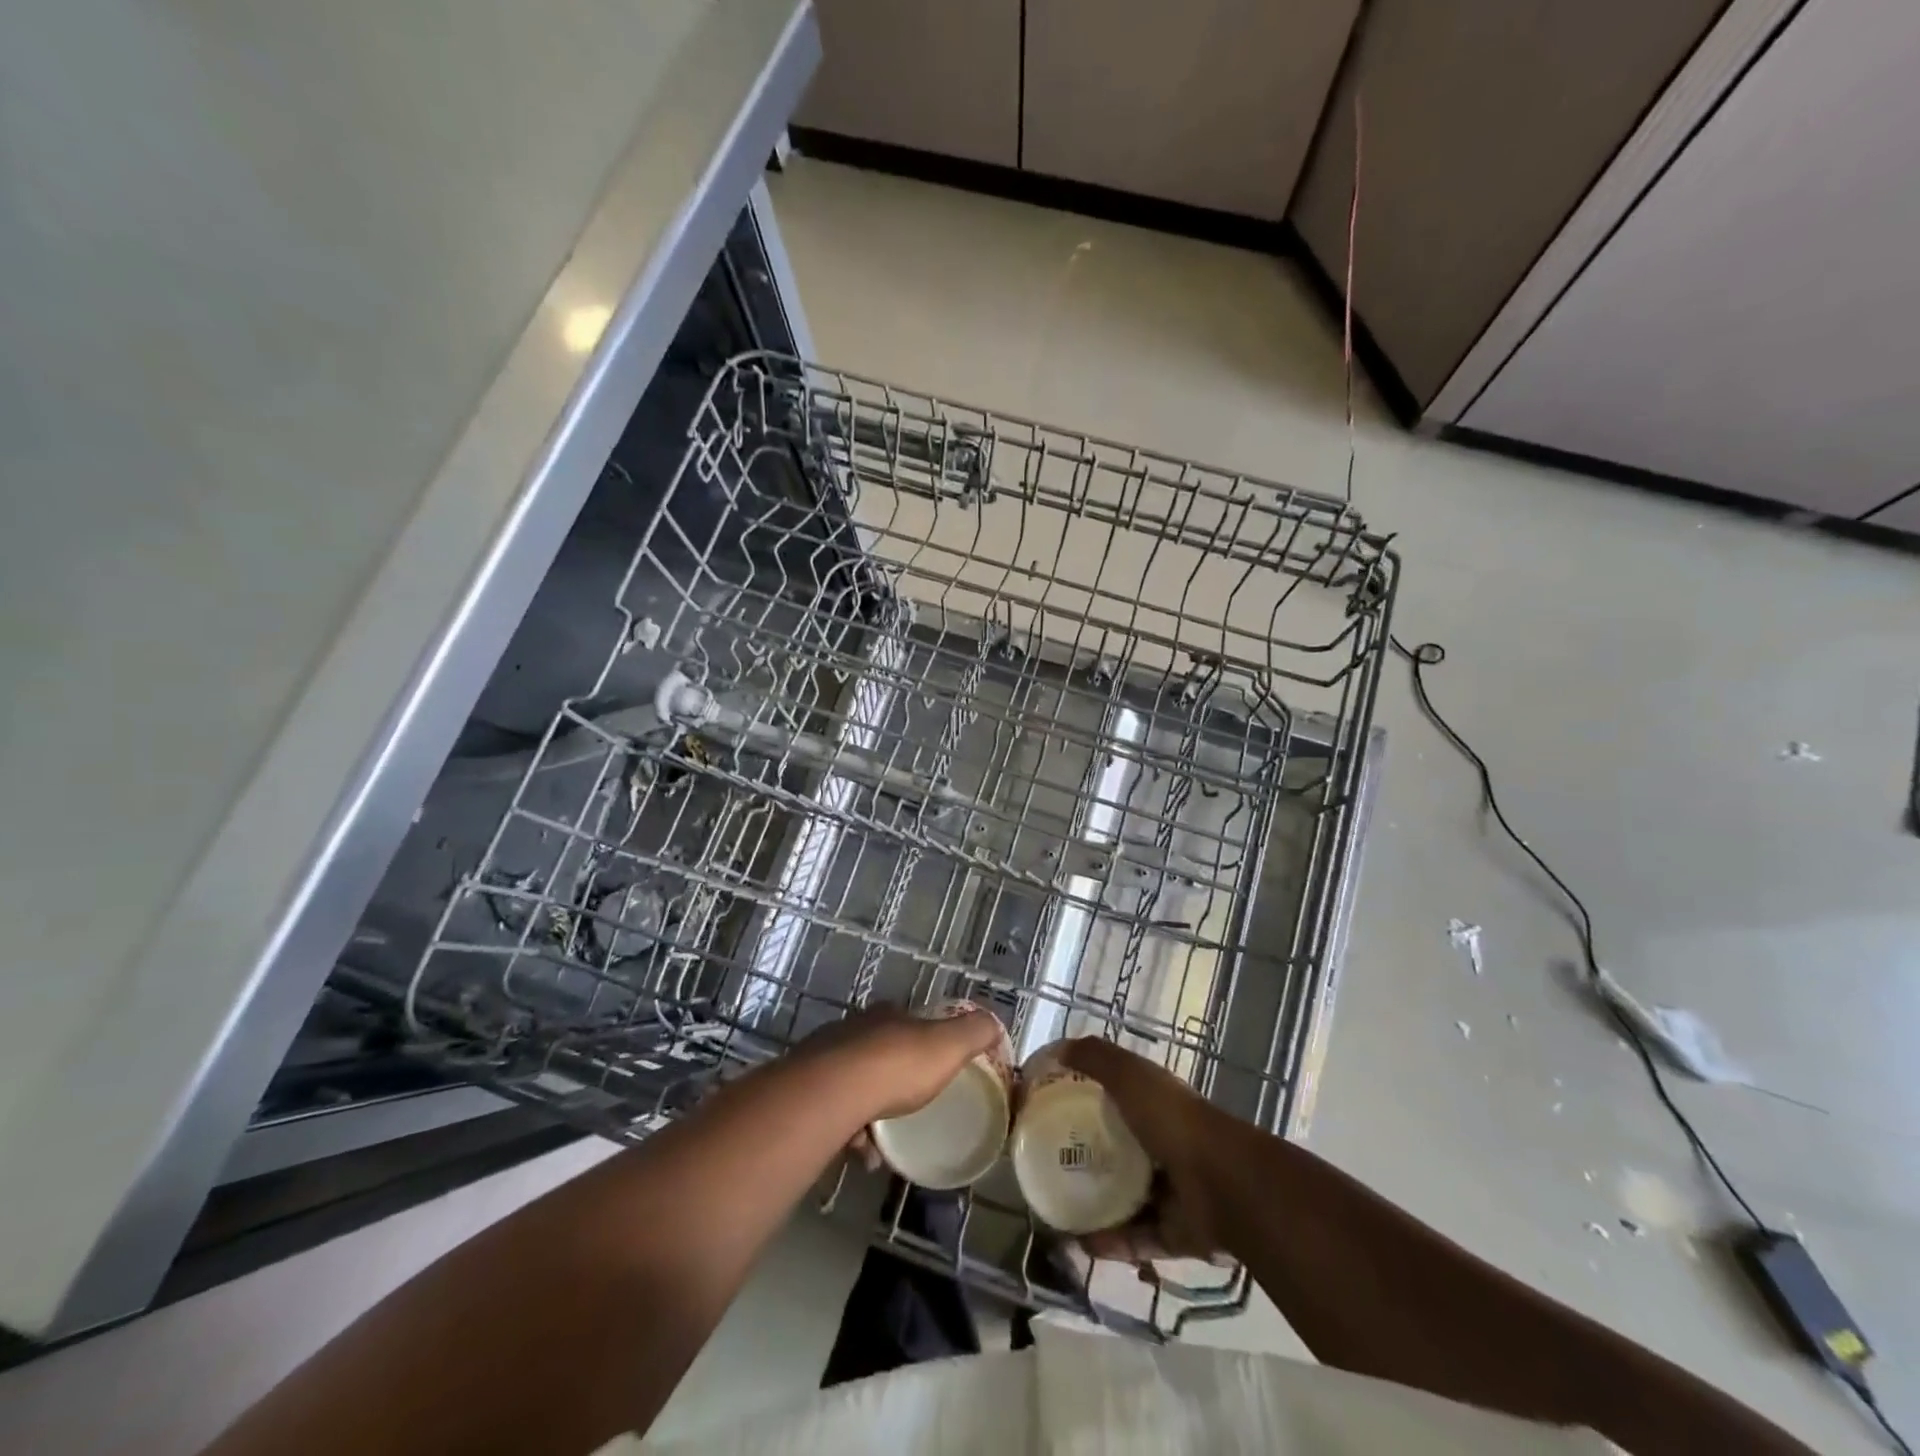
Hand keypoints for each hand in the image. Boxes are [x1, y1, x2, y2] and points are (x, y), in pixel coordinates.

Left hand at [799, 1004, 1003, 1124]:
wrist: (834, 1092)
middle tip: (908, 1109)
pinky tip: (860, 1153)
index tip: (931, 1065)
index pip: (906, 1020)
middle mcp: (853, 1029)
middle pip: (876, 1052)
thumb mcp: (948, 1046)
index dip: (920, 1039)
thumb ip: (974, 1033)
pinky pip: (832, 1112)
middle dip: (892, 1080)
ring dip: (868, 1113)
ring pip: (852, 1084)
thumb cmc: (897, 1066)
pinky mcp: (805, 1088)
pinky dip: (848, 1131)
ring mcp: (824, 1056)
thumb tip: (994, 1022)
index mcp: (887, 1016)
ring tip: (882, 1144)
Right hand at [1057, 1038, 1241, 1262]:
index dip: (1089, 1100)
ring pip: (1126, 1198)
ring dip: (1095, 1205)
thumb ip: (1096, 1058)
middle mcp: (1164, 1145)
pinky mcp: (1175, 1232)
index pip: (1119, 1098)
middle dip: (1088, 1156)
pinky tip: (1079, 1242)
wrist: (1223, 1184)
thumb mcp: (1130, 1075)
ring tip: (1058, 1209)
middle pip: (1120, 1150)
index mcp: (1156, 1105)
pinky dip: (1110, 1242)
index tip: (1054, 1109)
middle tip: (1049, 1163)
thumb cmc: (1172, 1119)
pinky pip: (1136, 1238)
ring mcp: (1172, 1191)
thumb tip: (1059, 1049)